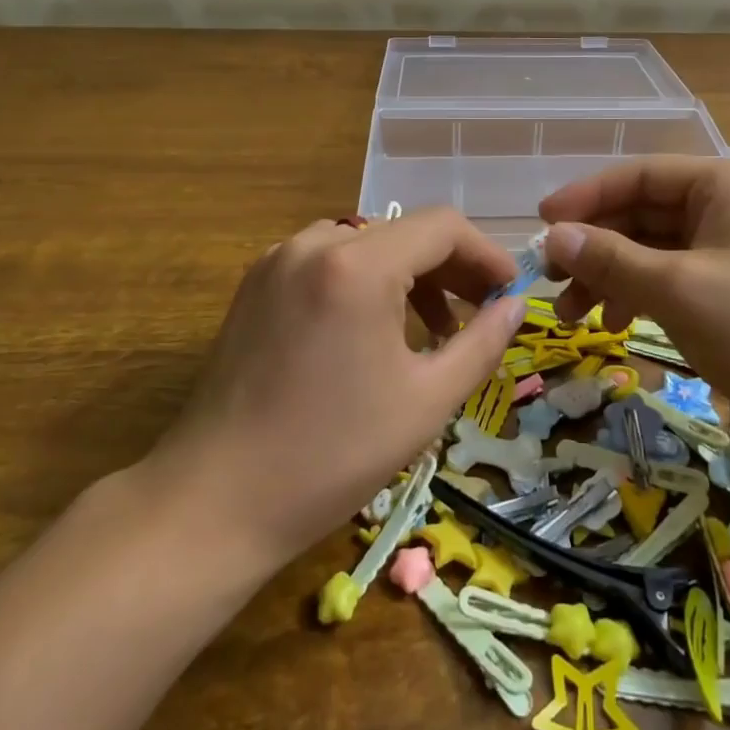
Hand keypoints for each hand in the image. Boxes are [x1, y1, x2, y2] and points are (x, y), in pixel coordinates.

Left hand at [147, 210, 527, 566]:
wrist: (214, 502)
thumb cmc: (331, 455)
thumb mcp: (426, 401)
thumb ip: (481, 343)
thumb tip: (515, 306)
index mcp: (357, 265)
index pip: (442, 227)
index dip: (486, 254)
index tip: (510, 292)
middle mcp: (314, 244)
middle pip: (404, 232)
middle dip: (451, 267)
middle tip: (482, 312)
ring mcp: (277, 260)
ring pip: (367, 244)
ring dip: (409, 275)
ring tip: (434, 329)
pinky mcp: (256, 284)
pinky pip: (329, 261)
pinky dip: (366, 282)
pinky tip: (376, 330)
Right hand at [538, 157, 729, 427]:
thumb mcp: (677, 288)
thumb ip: (610, 258)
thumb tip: (553, 236)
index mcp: (726, 184)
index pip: (639, 175)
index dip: (585, 197)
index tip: (540, 225)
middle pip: (645, 215)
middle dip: (596, 249)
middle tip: (551, 284)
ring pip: (657, 252)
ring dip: (614, 279)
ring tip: (576, 319)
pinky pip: (678, 281)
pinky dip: (644, 299)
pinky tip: (618, 328)